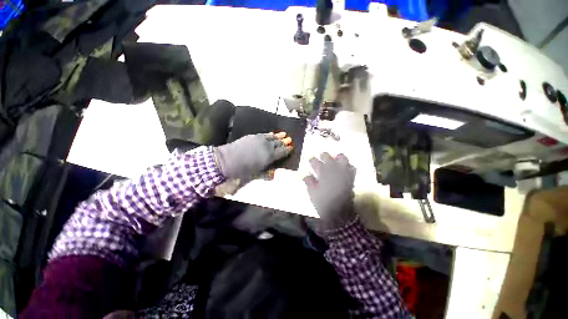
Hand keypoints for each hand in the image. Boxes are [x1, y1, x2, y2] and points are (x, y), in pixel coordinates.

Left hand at [213, 132, 292, 178]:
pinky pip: (265, 134)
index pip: (282, 152)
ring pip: (272, 137)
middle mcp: (267, 146)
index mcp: (270, 156)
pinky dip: (270, 134)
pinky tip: (272, 133)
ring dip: (279, 136)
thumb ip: (267, 173)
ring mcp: (260, 139)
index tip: (291, 148)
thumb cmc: (243, 169)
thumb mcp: (257, 173)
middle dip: (284, 142)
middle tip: (289, 140)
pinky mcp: (253, 136)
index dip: (287, 150)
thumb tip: (275, 174)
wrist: (228, 159)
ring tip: (284, 134)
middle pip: (278, 143)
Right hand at [304, 153, 356, 231]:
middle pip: (330, 160)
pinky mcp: (350, 180)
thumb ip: (309, 182)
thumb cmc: (324, 204)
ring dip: (339, 158)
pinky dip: (349, 166)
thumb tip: (305, 175)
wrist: (339, 214)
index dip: (313, 161)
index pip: (317, 165)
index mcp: (324, 177)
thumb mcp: (313, 194)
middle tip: (322, 154)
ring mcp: (344, 176)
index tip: (310, 158)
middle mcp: (334, 173)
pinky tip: (347, 166)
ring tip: (336, 157)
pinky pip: (352, 170)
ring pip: (343, 162)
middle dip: (325, 156)